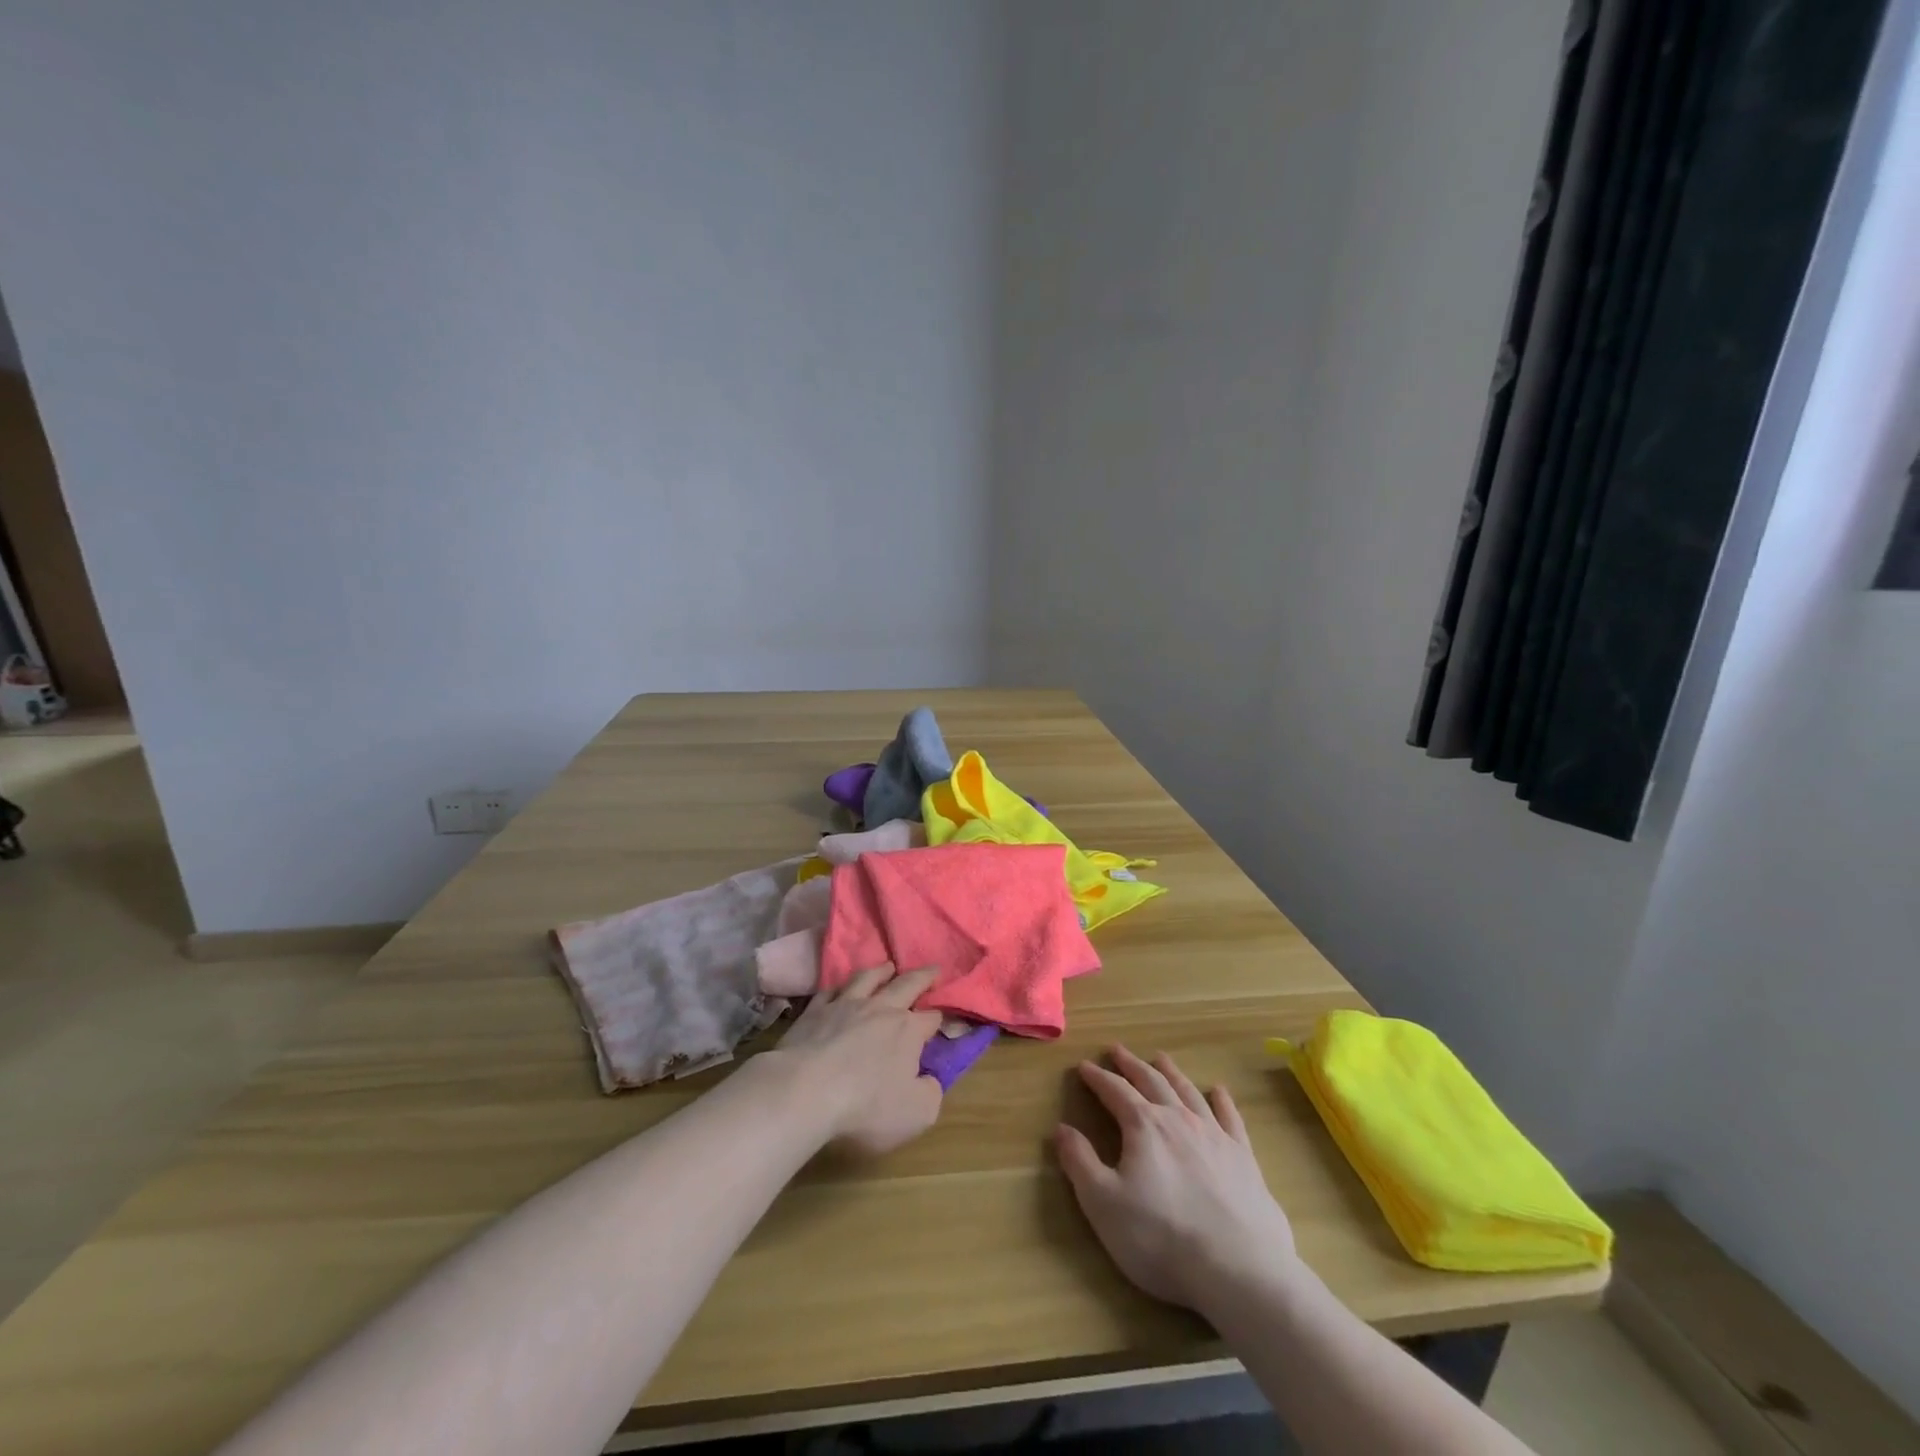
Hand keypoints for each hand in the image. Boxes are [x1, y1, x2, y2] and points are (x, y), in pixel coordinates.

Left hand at [768, 964, 943, 1156]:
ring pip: (867, 978)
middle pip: (906, 985)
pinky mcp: (813, 1012)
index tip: (945, 1016)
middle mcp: (880, 1009)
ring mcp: (844, 1006)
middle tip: (933, 969)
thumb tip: (929, 1079)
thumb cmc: (866, 1107)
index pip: (931, 1018)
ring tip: (888, 966)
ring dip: (881, 971)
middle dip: (923, 977)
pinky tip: (840, 988)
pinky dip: (839, 987)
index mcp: (908, 1031)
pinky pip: (830, 991)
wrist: (805, 1092)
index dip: (941, 1017)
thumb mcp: (917, 1113)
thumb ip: (930, 1093)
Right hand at [1056, 1046, 1296, 1310]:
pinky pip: (1231, 1118)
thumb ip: (1080, 1162)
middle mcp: (1178, 1119)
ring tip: (1160, 1058)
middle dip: (1131, 1065)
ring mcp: (1215, 1136)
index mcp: (1143, 1126)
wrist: (1239, 1271)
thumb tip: (1061, 1128)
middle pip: (1151, 1081)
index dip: (1097, 1077)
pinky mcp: (1244, 1158)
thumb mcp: (1103, 1204)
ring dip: (1171, 1073)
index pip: (1115, 1091)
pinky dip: (1222, 1100)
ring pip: (1188, 1092)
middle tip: (1118, 1049)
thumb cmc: (1161, 1238)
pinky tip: (1219, 1091)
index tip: (1084, 1066)